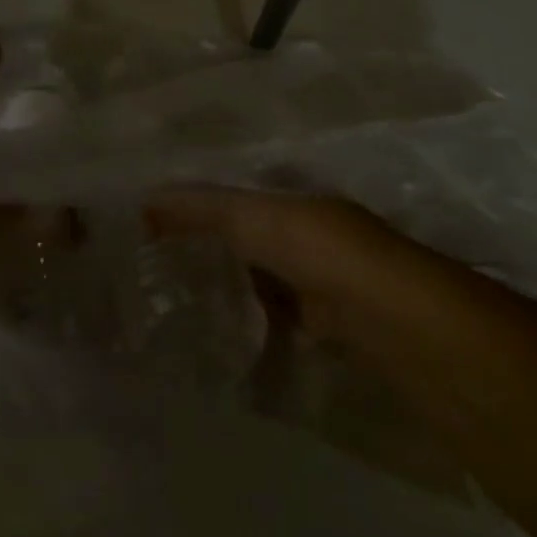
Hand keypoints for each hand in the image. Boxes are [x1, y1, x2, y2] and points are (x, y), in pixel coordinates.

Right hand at [146, 187, 416, 348]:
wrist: (392, 320)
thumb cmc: (318, 250)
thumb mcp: (252, 218)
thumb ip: (200, 208)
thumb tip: (144, 200)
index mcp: (295, 201)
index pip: (237, 197)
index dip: (198, 206)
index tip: (155, 224)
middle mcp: (311, 235)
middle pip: (250, 239)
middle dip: (211, 250)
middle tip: (159, 270)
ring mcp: (324, 282)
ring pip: (263, 281)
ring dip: (231, 290)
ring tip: (180, 306)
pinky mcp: (330, 327)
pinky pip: (279, 321)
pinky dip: (254, 325)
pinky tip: (223, 339)